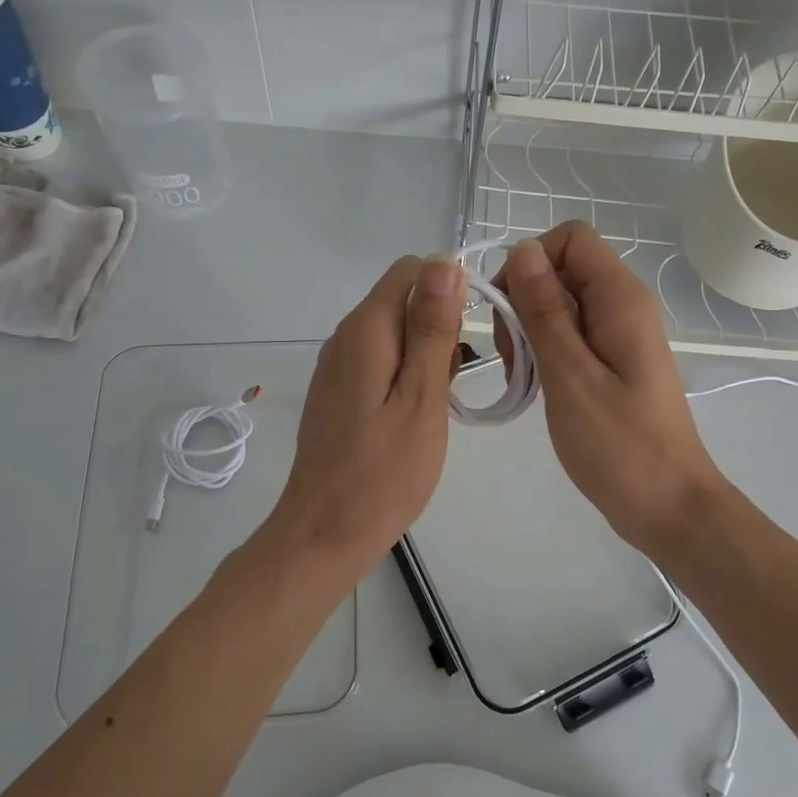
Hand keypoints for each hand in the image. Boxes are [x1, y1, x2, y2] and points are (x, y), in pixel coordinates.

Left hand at [265, 254, 464, 583]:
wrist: (324, 534)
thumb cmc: (383, 473)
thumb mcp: (421, 399)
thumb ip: (432, 330)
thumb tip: (443, 262)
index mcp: (366, 330)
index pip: (412, 269)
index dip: (450, 287)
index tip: (473, 333)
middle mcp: (345, 337)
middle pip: (403, 299)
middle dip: (440, 325)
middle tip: (456, 381)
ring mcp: (338, 366)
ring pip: (395, 332)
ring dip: (427, 353)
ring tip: (441, 403)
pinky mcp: (339, 392)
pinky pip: (380, 361)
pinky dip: (407, 375)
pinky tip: (417, 415)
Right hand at [495, 222, 724, 552]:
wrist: (668, 505)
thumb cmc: (620, 445)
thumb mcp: (570, 376)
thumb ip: (545, 311)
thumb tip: (522, 249)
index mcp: (620, 299)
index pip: (570, 239)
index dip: (529, 262)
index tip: (507, 312)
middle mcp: (623, 306)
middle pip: (561, 269)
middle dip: (523, 302)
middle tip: (512, 358)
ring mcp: (619, 335)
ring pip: (560, 304)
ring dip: (529, 332)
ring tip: (521, 378)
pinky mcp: (612, 362)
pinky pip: (570, 335)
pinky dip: (544, 353)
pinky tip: (534, 387)